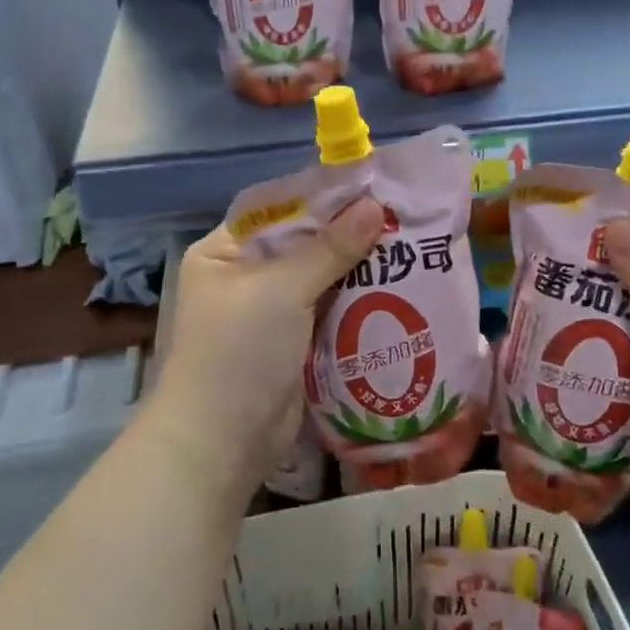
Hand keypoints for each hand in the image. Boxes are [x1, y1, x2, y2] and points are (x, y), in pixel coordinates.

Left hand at [146, 200, 384, 484]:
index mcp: (224, 251)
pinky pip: (327, 310)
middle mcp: (243, 275)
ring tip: (406, 247)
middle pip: (302, 243)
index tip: (372, 186)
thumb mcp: (282, 289)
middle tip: (400, 217)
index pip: (278, 209)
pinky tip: (394, 287)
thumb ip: (330, 247)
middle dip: (347, 233)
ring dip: (356, 268)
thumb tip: (375, 206)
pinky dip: (355, 301)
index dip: (323, 197)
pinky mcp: (291, 342)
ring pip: (319, 277)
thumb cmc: (240, 351)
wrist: (222, 442)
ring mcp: (268, 312)